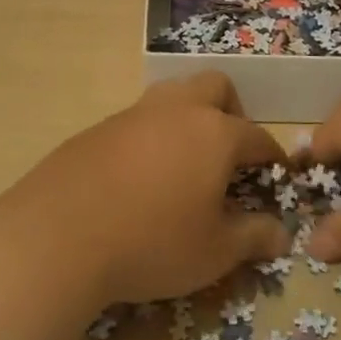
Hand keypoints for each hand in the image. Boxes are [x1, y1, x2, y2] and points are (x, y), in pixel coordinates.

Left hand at [0, 74, 291, 304]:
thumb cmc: (153, 242)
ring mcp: (135, 113)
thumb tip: (281, 233)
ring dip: (189, 117)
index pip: (257, 136)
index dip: (271, 157)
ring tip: (185, 162)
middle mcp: (178, 110)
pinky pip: (139, 119)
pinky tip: (140, 177)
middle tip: (228, 156)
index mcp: (215, 133)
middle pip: (216, 87)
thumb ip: (254, 237)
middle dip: (232, 112)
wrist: (59, 235)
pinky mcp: (99, 127)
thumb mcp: (215, 252)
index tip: (273, 176)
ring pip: (174, 94)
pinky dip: (152, 136)